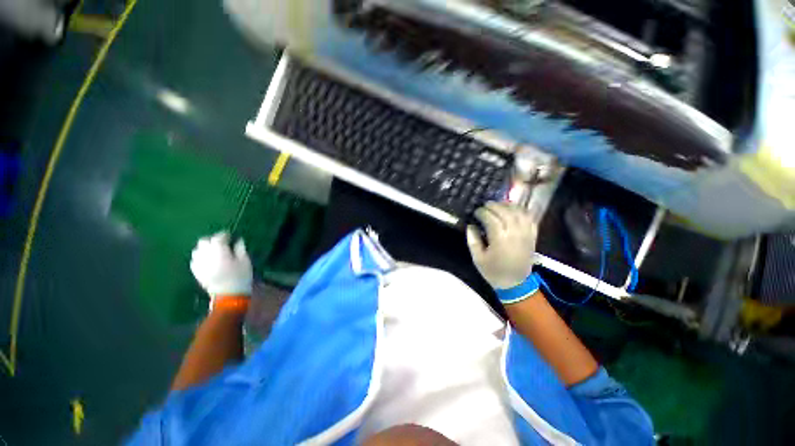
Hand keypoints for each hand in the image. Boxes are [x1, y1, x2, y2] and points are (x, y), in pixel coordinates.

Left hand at [190, 231, 252, 297]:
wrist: (229, 295)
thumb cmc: (240, 276)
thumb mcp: (245, 261)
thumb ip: (240, 248)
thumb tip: (238, 240)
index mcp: (219, 250)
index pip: (218, 237)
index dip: (225, 235)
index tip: (231, 236)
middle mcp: (205, 255)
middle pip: (204, 241)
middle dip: (212, 240)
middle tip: (222, 243)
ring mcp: (199, 263)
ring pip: (197, 250)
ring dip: (205, 248)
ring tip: (214, 252)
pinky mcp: (196, 272)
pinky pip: (195, 260)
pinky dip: (201, 257)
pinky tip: (208, 260)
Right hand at [466, 202, 538, 288]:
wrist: (516, 283)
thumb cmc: (494, 271)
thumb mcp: (477, 259)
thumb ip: (473, 240)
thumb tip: (470, 226)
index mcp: (500, 240)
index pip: (491, 219)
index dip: (482, 212)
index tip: (475, 212)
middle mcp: (514, 233)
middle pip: (505, 212)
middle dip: (494, 206)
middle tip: (485, 205)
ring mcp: (525, 234)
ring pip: (518, 212)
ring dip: (507, 205)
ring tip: (498, 205)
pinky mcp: (532, 235)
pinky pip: (529, 218)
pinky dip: (521, 211)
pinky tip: (513, 209)